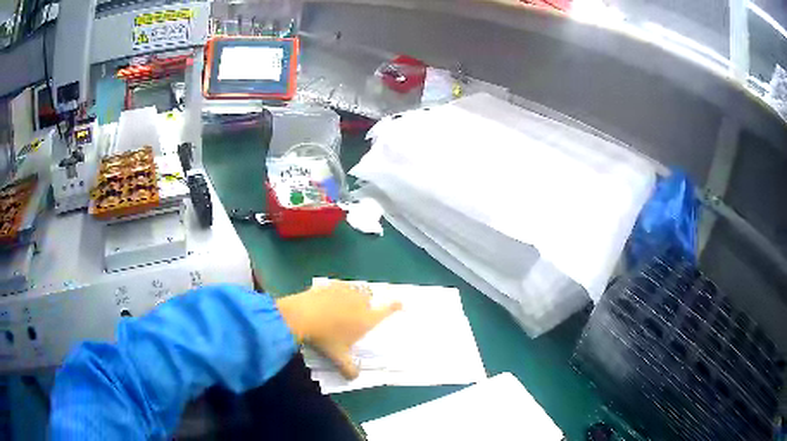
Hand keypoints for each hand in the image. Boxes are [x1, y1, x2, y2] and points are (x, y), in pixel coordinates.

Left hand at [276, 282, 401, 378]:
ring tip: (346, 303)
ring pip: (356, 290)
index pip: (387, 310)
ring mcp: (345, 291)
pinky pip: (339, 286)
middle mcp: (360, 302)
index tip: (401, 302)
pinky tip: (329, 298)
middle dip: (368, 303)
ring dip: (355, 295)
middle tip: (361, 311)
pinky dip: (338, 291)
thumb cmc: (325, 339)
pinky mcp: (330, 285)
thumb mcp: (337, 357)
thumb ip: (349, 369)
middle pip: (370, 298)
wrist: (302, 316)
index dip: (395, 306)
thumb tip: (354, 378)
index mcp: (366, 319)